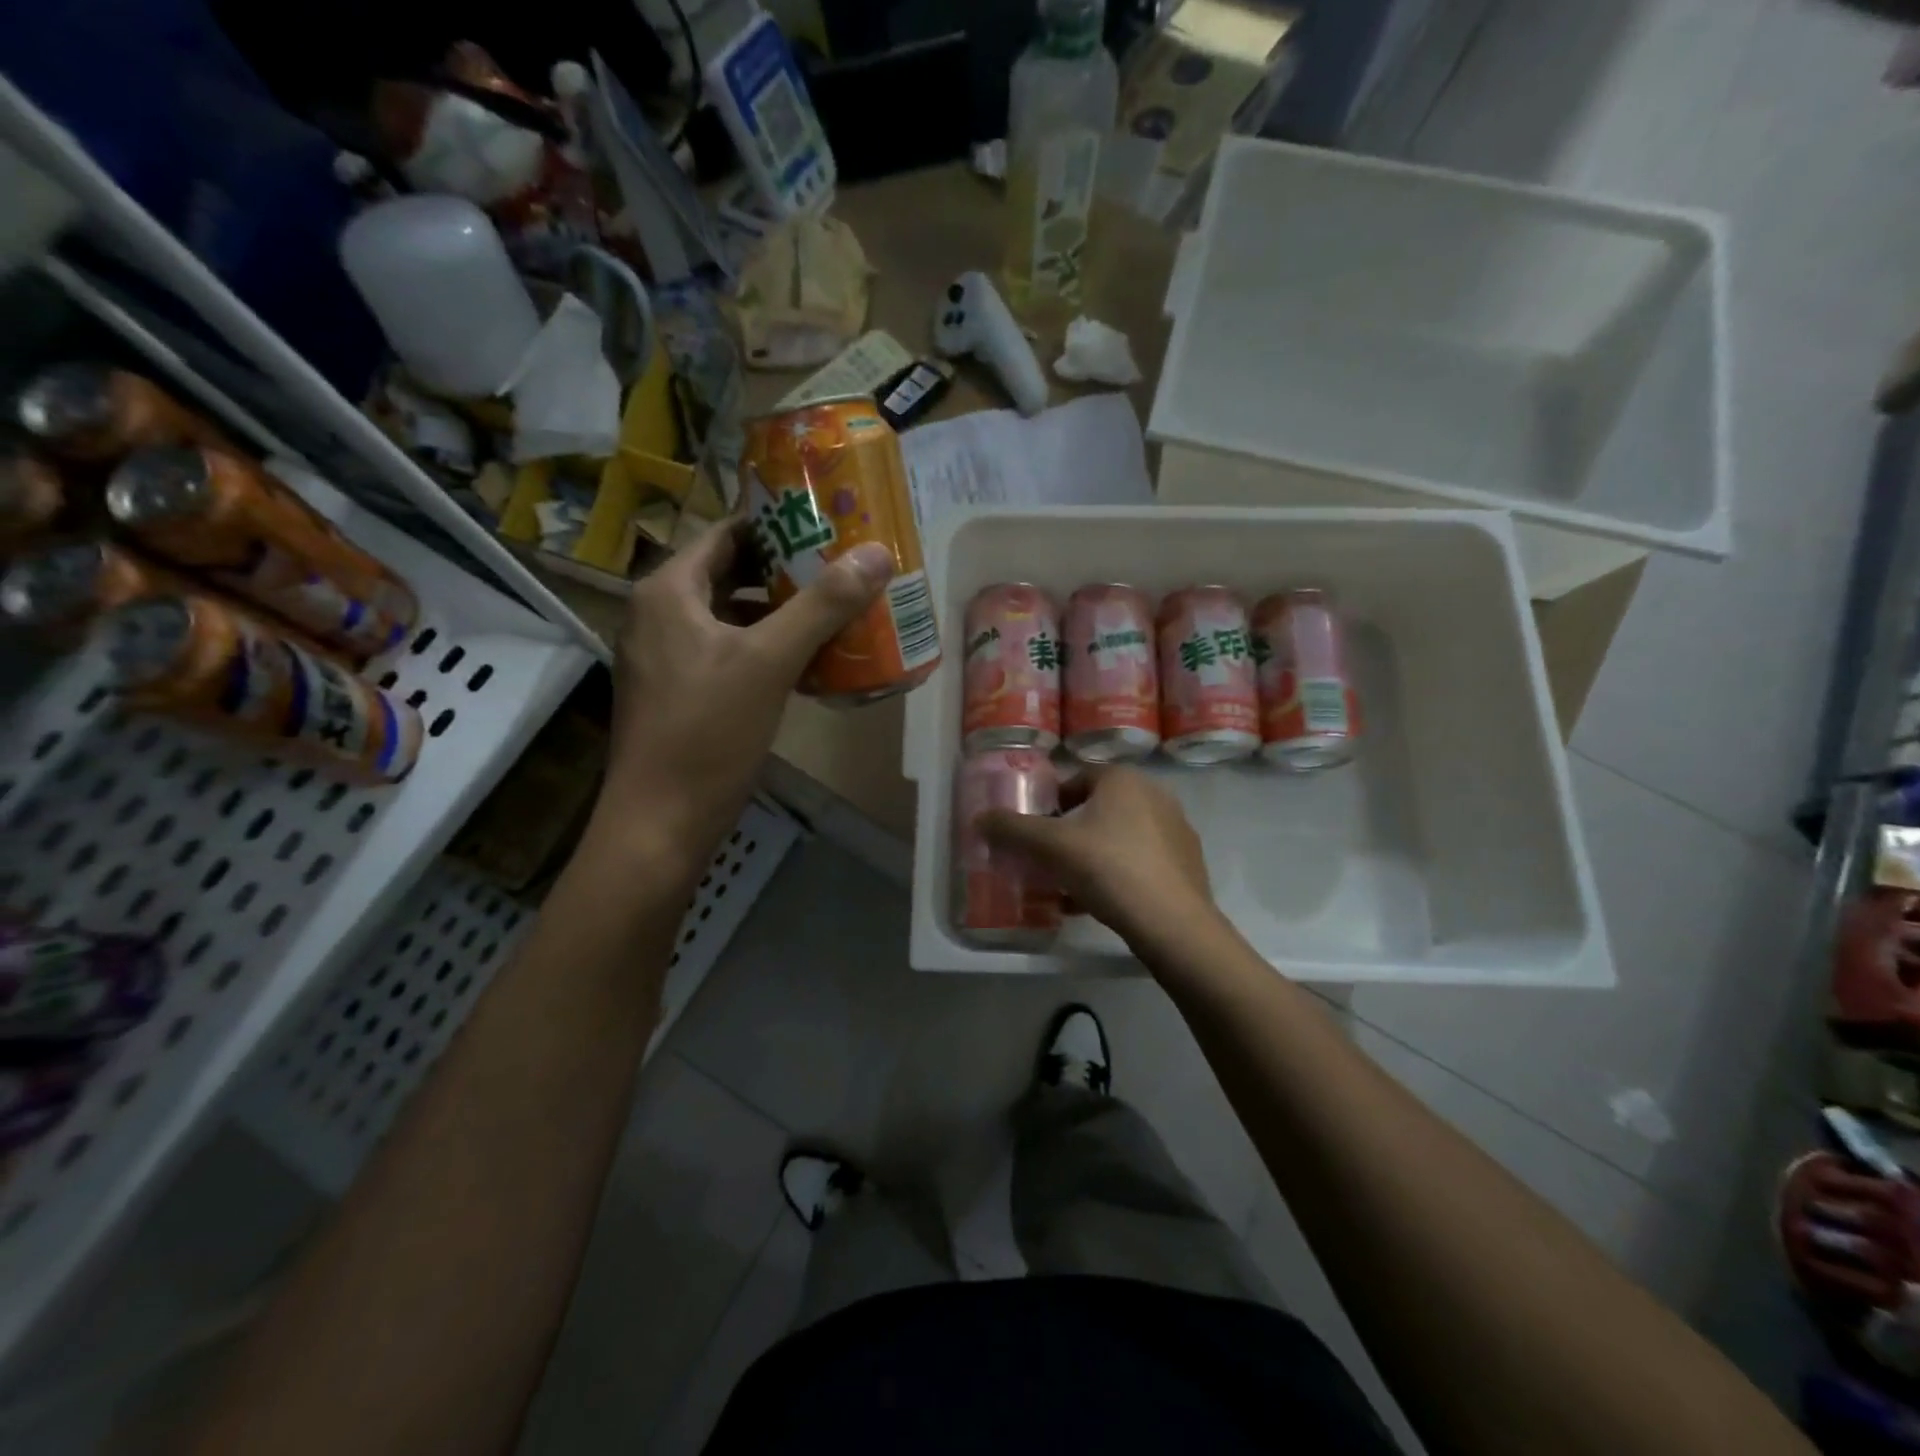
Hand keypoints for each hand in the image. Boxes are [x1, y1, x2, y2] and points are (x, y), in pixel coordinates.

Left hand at [597, 517, 892, 863]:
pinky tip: (810, 662)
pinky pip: (728, 652)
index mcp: (669, 591)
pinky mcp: (679, 691)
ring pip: (732, 616)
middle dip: (789, 571)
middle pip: (732, 573)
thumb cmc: (708, 733)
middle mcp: (660, 613)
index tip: (831, 526)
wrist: (661, 822)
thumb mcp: (769, 662)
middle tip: (845, 569)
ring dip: (781, 613)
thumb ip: (822, 605)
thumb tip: (877, 553)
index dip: (779, 525)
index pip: (729, 534)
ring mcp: (666, 655)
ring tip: (838, 611)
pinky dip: (766, 649)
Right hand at [981, 766, 1217, 948]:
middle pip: (1096, 809)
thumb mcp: (1050, 847)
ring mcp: (1175, 829)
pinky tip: (1096, 903)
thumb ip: (1012, 829)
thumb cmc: (1108, 869)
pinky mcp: (1186, 863)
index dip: (1049, 804)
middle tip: (1047, 860)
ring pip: (1118, 837)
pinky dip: (1115, 874)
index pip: (1075, 780)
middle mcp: (1154, 794)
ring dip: (1090, 855)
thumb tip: (978, 819)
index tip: (1034, 832)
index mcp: (1123, 778)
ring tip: (1067, 886)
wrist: (1172, 923)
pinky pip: (1139, 860)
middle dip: (1068, 832)